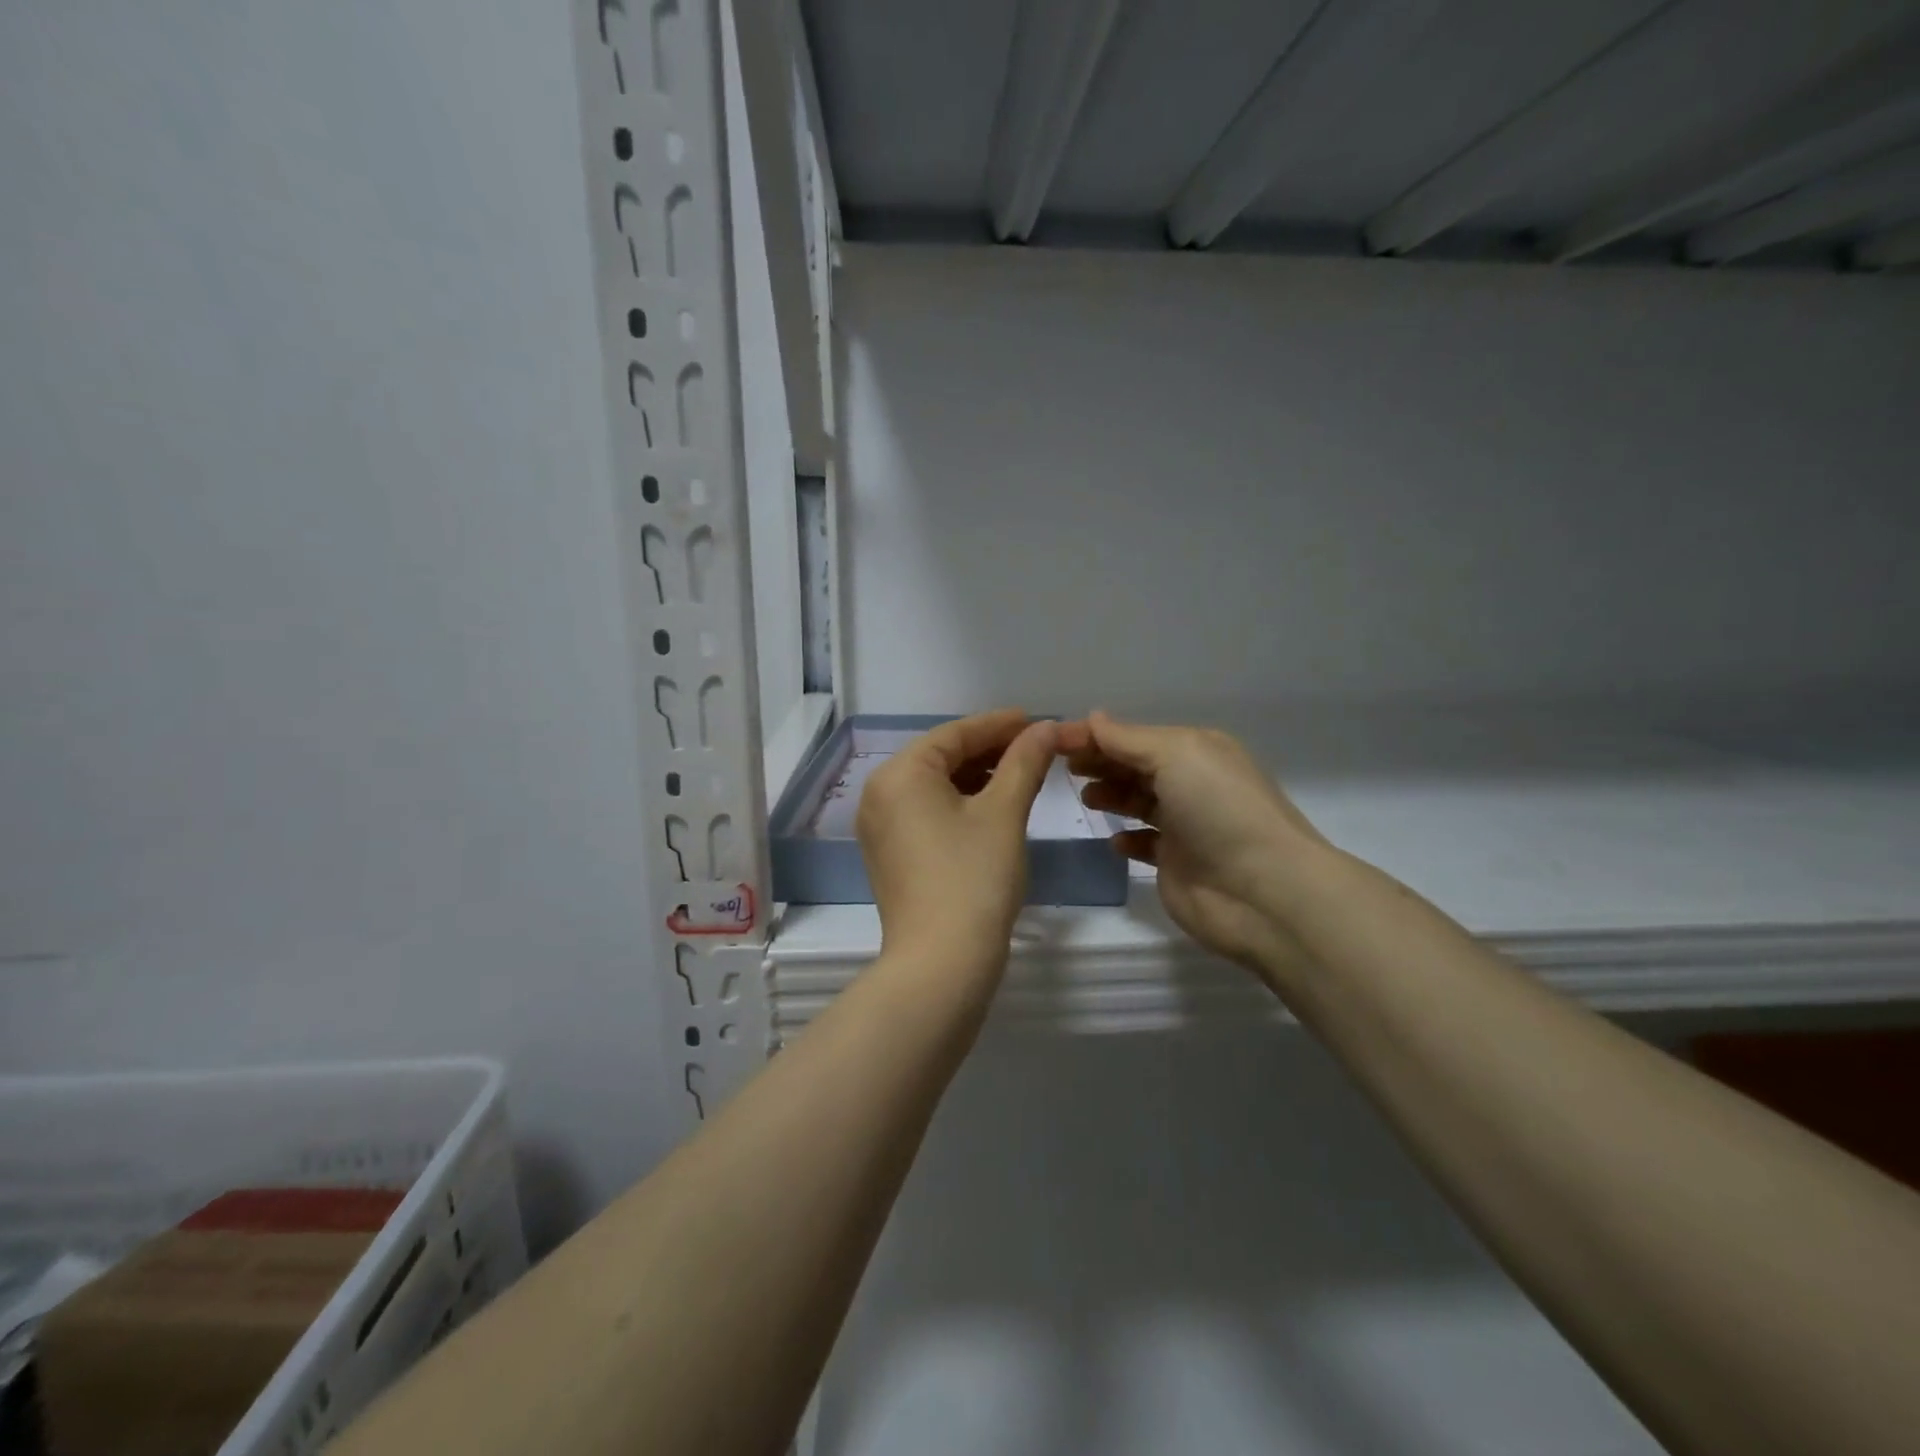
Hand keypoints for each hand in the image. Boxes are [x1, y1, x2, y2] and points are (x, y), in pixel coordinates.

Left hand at [856, 710, 1058, 986]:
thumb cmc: (974, 878)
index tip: (1037, 720)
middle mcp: (880, 793)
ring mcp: (880, 827)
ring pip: (935, 785)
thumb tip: (1047, 727)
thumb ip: (1025, 761)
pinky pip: (927, 812)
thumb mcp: (1004, 812)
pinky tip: (993, 806)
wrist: (941, 963)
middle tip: (1036, 746)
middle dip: (990, 750)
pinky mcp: (890, 854)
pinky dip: (960, 803)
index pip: (954, 733)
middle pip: (941, 757)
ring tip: (1021, 773)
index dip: (1000, 724)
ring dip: (977, 776)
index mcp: (900, 774)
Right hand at [1059, 712, 1327, 973]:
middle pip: (1134, 765)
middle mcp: (1191, 783)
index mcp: (1195, 750)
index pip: (1134, 735)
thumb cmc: (1219, 809)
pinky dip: (1126, 838)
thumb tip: (1092, 718)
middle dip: (1100, 761)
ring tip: (1087, 798)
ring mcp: (1185, 825)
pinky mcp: (1177, 863)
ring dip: (1111, 795)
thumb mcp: (1175, 755)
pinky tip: (1114, 840)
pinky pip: (1144, 843)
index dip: (1094, 735)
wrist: (1262, 890)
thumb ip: (1128, 739)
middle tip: (1061, 766)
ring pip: (1138, 801)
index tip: (1052, 740)